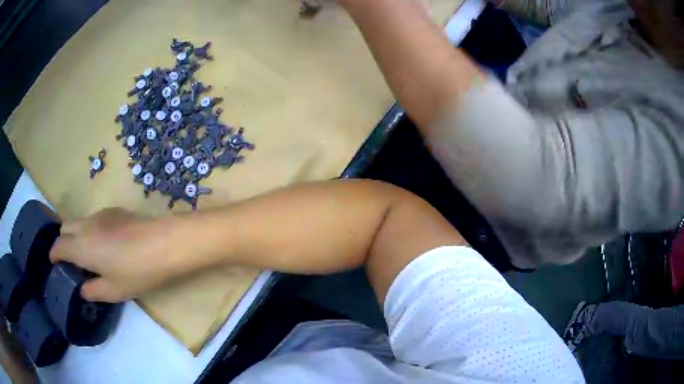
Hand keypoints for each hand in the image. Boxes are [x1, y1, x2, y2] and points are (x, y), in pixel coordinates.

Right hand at [50, 208, 185, 302]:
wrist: (163, 243)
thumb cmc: (136, 271)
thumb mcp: (113, 290)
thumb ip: (93, 291)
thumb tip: (82, 289)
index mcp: (81, 246)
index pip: (59, 246)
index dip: (54, 254)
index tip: (54, 263)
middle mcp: (86, 225)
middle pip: (65, 227)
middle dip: (62, 241)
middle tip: (70, 259)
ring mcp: (100, 214)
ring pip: (79, 221)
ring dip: (76, 234)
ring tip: (87, 253)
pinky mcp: (115, 211)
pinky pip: (94, 218)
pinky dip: (90, 229)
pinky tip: (105, 243)